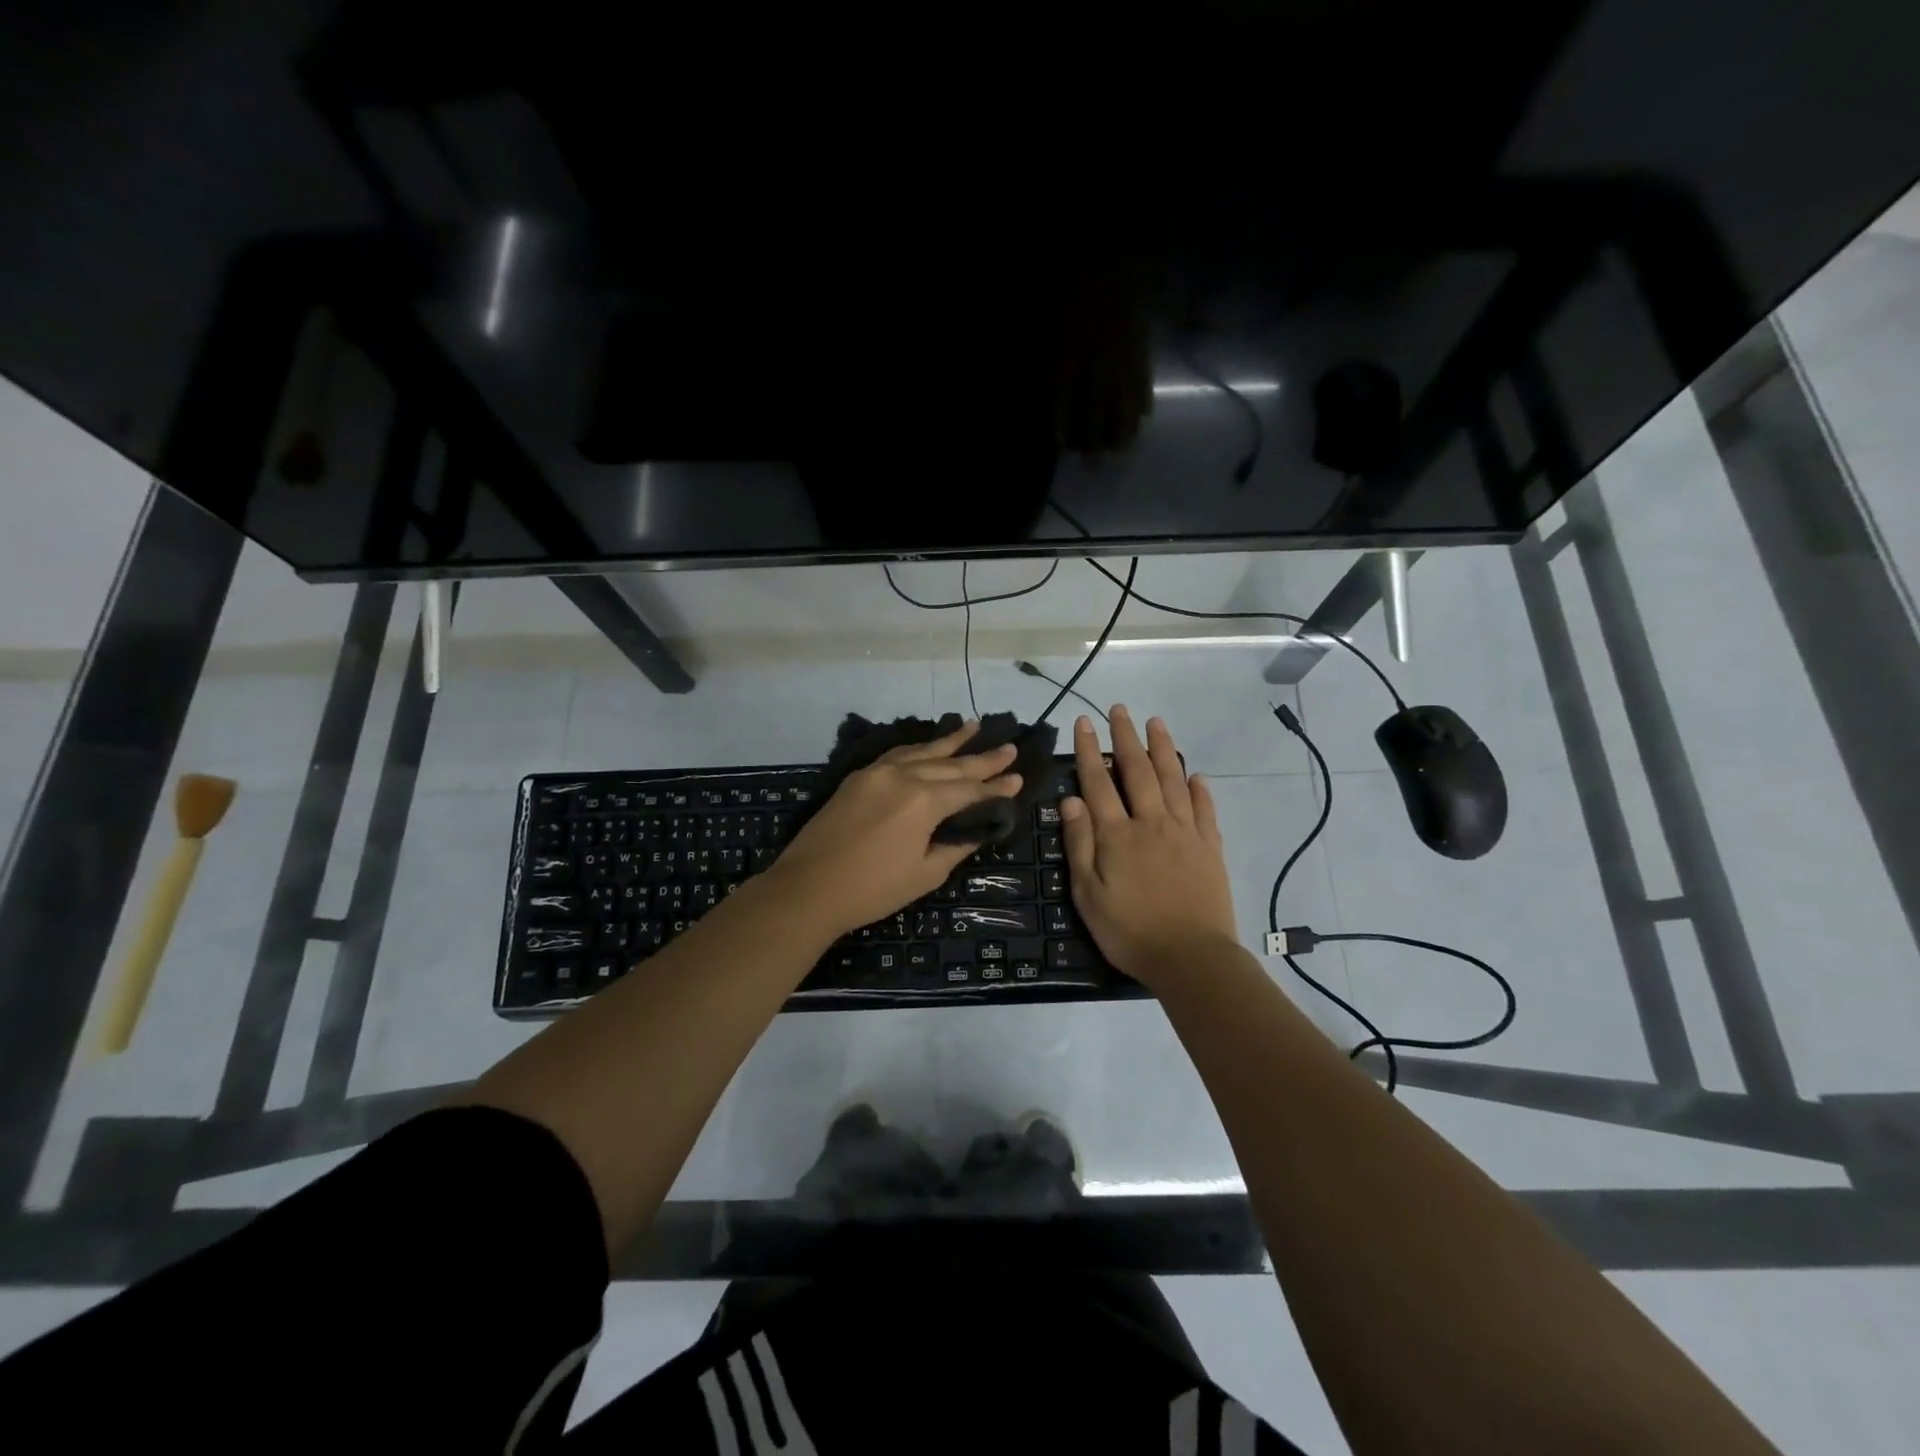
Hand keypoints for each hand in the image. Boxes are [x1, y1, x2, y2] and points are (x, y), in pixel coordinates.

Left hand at [769, 722, 1021, 937]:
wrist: (808, 888)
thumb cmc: (872, 889)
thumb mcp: (925, 874)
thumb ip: (955, 845)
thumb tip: (978, 829)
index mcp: (924, 801)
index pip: (969, 790)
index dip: (996, 787)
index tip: (1018, 777)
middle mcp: (903, 776)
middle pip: (950, 765)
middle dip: (982, 758)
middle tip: (1010, 747)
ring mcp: (878, 772)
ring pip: (923, 751)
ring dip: (951, 741)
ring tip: (975, 726)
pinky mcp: (859, 777)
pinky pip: (897, 754)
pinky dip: (918, 749)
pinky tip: (930, 745)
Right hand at [1060, 707, 1238, 988]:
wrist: (1191, 958)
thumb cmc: (1129, 931)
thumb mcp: (1088, 894)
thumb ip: (1080, 845)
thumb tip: (1071, 801)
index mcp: (1117, 835)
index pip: (1098, 783)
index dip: (1088, 751)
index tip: (1083, 722)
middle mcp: (1151, 823)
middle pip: (1138, 771)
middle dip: (1126, 737)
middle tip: (1119, 709)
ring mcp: (1185, 833)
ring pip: (1173, 780)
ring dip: (1163, 749)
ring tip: (1156, 723)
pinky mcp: (1210, 847)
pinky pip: (1205, 809)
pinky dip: (1199, 789)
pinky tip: (1195, 774)